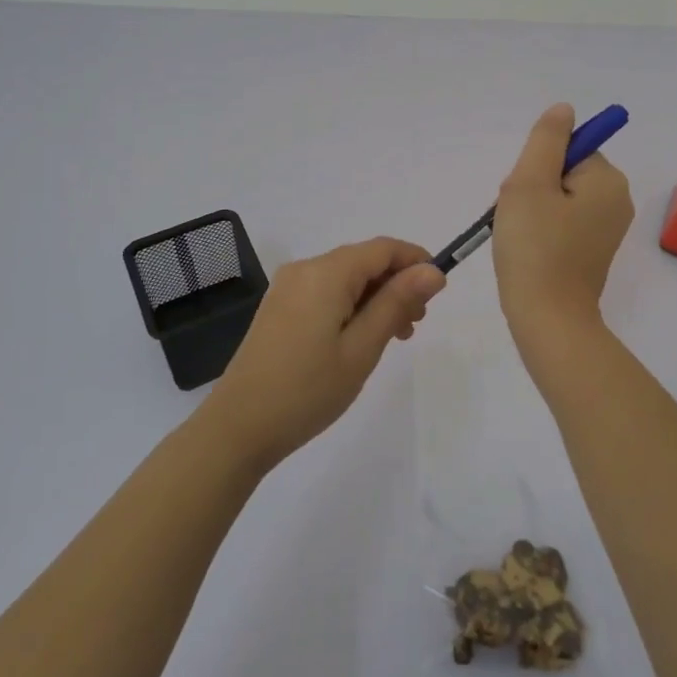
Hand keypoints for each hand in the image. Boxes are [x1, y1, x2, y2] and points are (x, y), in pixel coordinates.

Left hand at [204, 237, 445, 468]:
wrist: (238, 428)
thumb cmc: (307, 390)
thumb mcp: (362, 349)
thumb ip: (397, 303)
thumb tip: (432, 271)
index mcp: (325, 273)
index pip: (383, 248)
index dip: (416, 261)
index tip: (438, 293)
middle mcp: (305, 269)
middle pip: (364, 261)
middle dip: (397, 284)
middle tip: (416, 325)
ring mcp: (288, 287)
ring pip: (346, 278)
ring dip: (376, 298)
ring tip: (394, 337)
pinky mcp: (280, 307)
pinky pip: (326, 292)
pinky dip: (352, 306)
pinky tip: (360, 338)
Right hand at [492, 103, 634, 334]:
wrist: (547, 319)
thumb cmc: (535, 247)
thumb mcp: (530, 181)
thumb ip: (546, 139)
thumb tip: (564, 110)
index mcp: (608, 180)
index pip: (567, 150)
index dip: (537, 167)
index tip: (526, 195)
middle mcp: (617, 201)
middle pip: (563, 173)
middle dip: (533, 189)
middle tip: (518, 218)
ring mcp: (607, 229)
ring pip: (559, 199)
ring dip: (532, 210)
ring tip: (520, 237)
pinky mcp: (593, 252)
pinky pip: (563, 224)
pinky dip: (541, 231)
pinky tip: (528, 251)